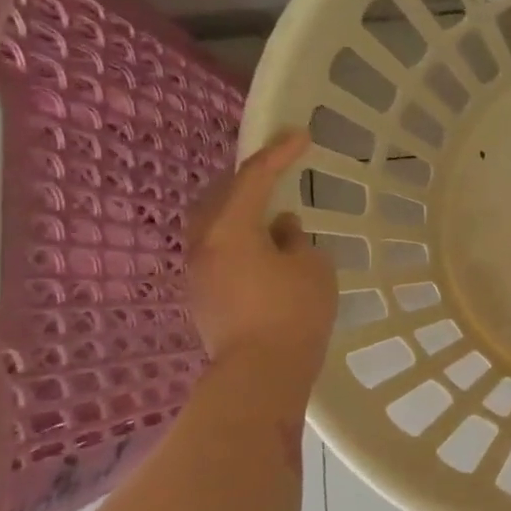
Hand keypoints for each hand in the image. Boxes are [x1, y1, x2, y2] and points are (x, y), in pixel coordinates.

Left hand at [187, 130, 337, 405]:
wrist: (261, 374)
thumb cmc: (293, 313)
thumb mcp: (313, 267)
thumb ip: (297, 240)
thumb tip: (282, 231)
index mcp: (230, 228)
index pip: (254, 177)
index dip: (279, 153)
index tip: (301, 135)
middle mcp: (204, 243)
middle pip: (221, 196)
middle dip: (249, 179)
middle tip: (277, 170)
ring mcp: (197, 272)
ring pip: (215, 225)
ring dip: (242, 212)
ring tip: (271, 214)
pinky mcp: (201, 297)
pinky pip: (218, 251)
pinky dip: (239, 239)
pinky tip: (263, 251)